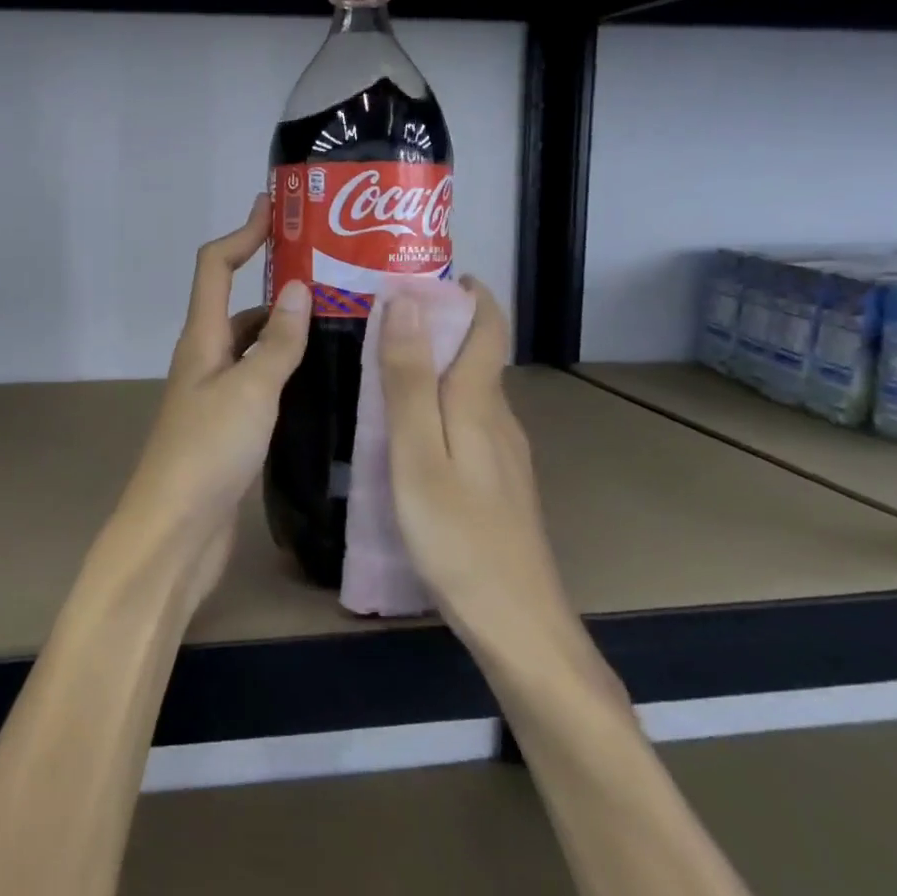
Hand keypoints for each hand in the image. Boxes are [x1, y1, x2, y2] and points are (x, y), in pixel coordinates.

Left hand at [113, 195, 310, 597]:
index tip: (277, 209)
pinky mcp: (230, 425)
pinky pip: (261, 379)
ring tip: (342, 317)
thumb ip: (276, 342)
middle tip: (332, 270)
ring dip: (286, 325)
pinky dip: (287, 366)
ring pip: (253, 343)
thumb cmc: (207, 453)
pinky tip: (323, 374)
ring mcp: (216, 393)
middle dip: (275, 278)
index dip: (243, 233)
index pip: (215, 266)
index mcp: (202, 339)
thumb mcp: (249, 391)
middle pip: (237, 301)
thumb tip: (297, 286)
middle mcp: (206, 357)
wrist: (175, 533)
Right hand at [378, 279, 582, 673]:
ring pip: (469, 389)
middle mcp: (498, 418)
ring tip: (382, 361)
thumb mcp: (417, 452)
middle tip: (379, 312)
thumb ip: (409, 378)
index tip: (423, 270)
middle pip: (476, 353)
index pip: (486, 326)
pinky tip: (406, 425)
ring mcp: (503, 454)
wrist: (517, 625)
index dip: (465, 292)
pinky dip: (437, 402)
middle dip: (438, 322)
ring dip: (434, 362)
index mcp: (480, 402)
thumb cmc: (457, 535)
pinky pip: (465, 421)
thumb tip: (407, 302)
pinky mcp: (496, 483)